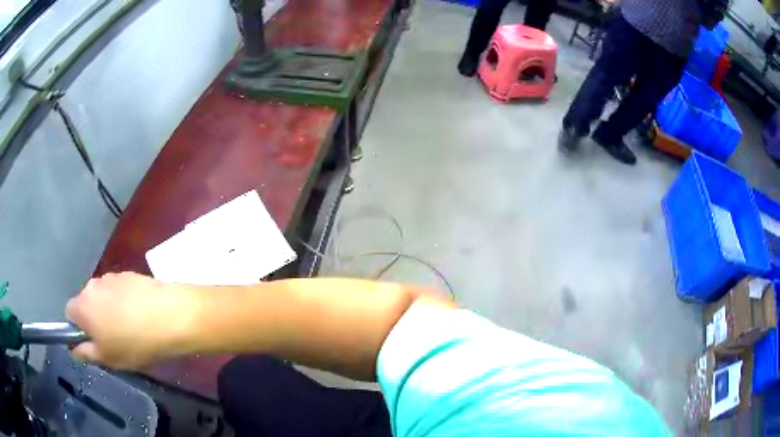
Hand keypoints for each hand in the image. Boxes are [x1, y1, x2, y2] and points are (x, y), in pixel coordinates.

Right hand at [66, 272, 195, 369]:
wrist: (170, 316)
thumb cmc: (134, 343)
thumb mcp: (108, 358)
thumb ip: (86, 352)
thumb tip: (73, 349)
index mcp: (82, 305)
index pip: (69, 313)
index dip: (78, 329)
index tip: (93, 342)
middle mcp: (92, 285)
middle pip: (86, 303)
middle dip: (94, 320)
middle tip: (113, 339)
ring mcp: (111, 277)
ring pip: (103, 296)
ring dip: (109, 310)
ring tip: (130, 328)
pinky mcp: (129, 274)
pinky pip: (119, 290)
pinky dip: (124, 302)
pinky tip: (140, 315)